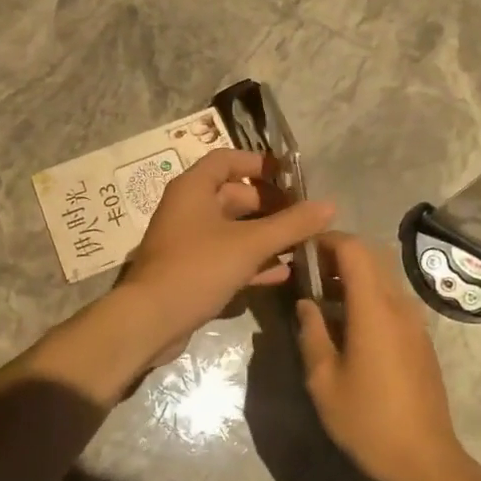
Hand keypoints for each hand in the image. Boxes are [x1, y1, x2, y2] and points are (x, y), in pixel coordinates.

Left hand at [121, 149, 333, 367]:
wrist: (151, 320)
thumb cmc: (198, 268)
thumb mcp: (249, 244)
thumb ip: (291, 224)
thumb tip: (330, 205)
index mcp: (193, 188)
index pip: (227, 160)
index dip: (259, 164)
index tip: (291, 176)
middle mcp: (188, 208)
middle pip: (234, 196)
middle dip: (270, 205)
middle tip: (305, 217)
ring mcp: (188, 241)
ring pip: (233, 229)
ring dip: (265, 235)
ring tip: (302, 244)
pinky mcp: (192, 270)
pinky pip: (228, 256)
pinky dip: (253, 260)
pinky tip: (284, 272)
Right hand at [296, 232, 474, 480]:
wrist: (425, 462)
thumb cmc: (367, 421)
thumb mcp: (323, 380)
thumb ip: (311, 332)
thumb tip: (305, 303)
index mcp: (374, 308)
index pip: (353, 248)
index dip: (325, 240)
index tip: (300, 251)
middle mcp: (399, 305)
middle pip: (370, 258)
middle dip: (337, 256)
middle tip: (306, 276)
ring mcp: (415, 323)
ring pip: (382, 279)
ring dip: (352, 278)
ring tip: (321, 302)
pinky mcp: (421, 340)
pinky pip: (391, 302)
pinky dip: (367, 298)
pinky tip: (347, 328)